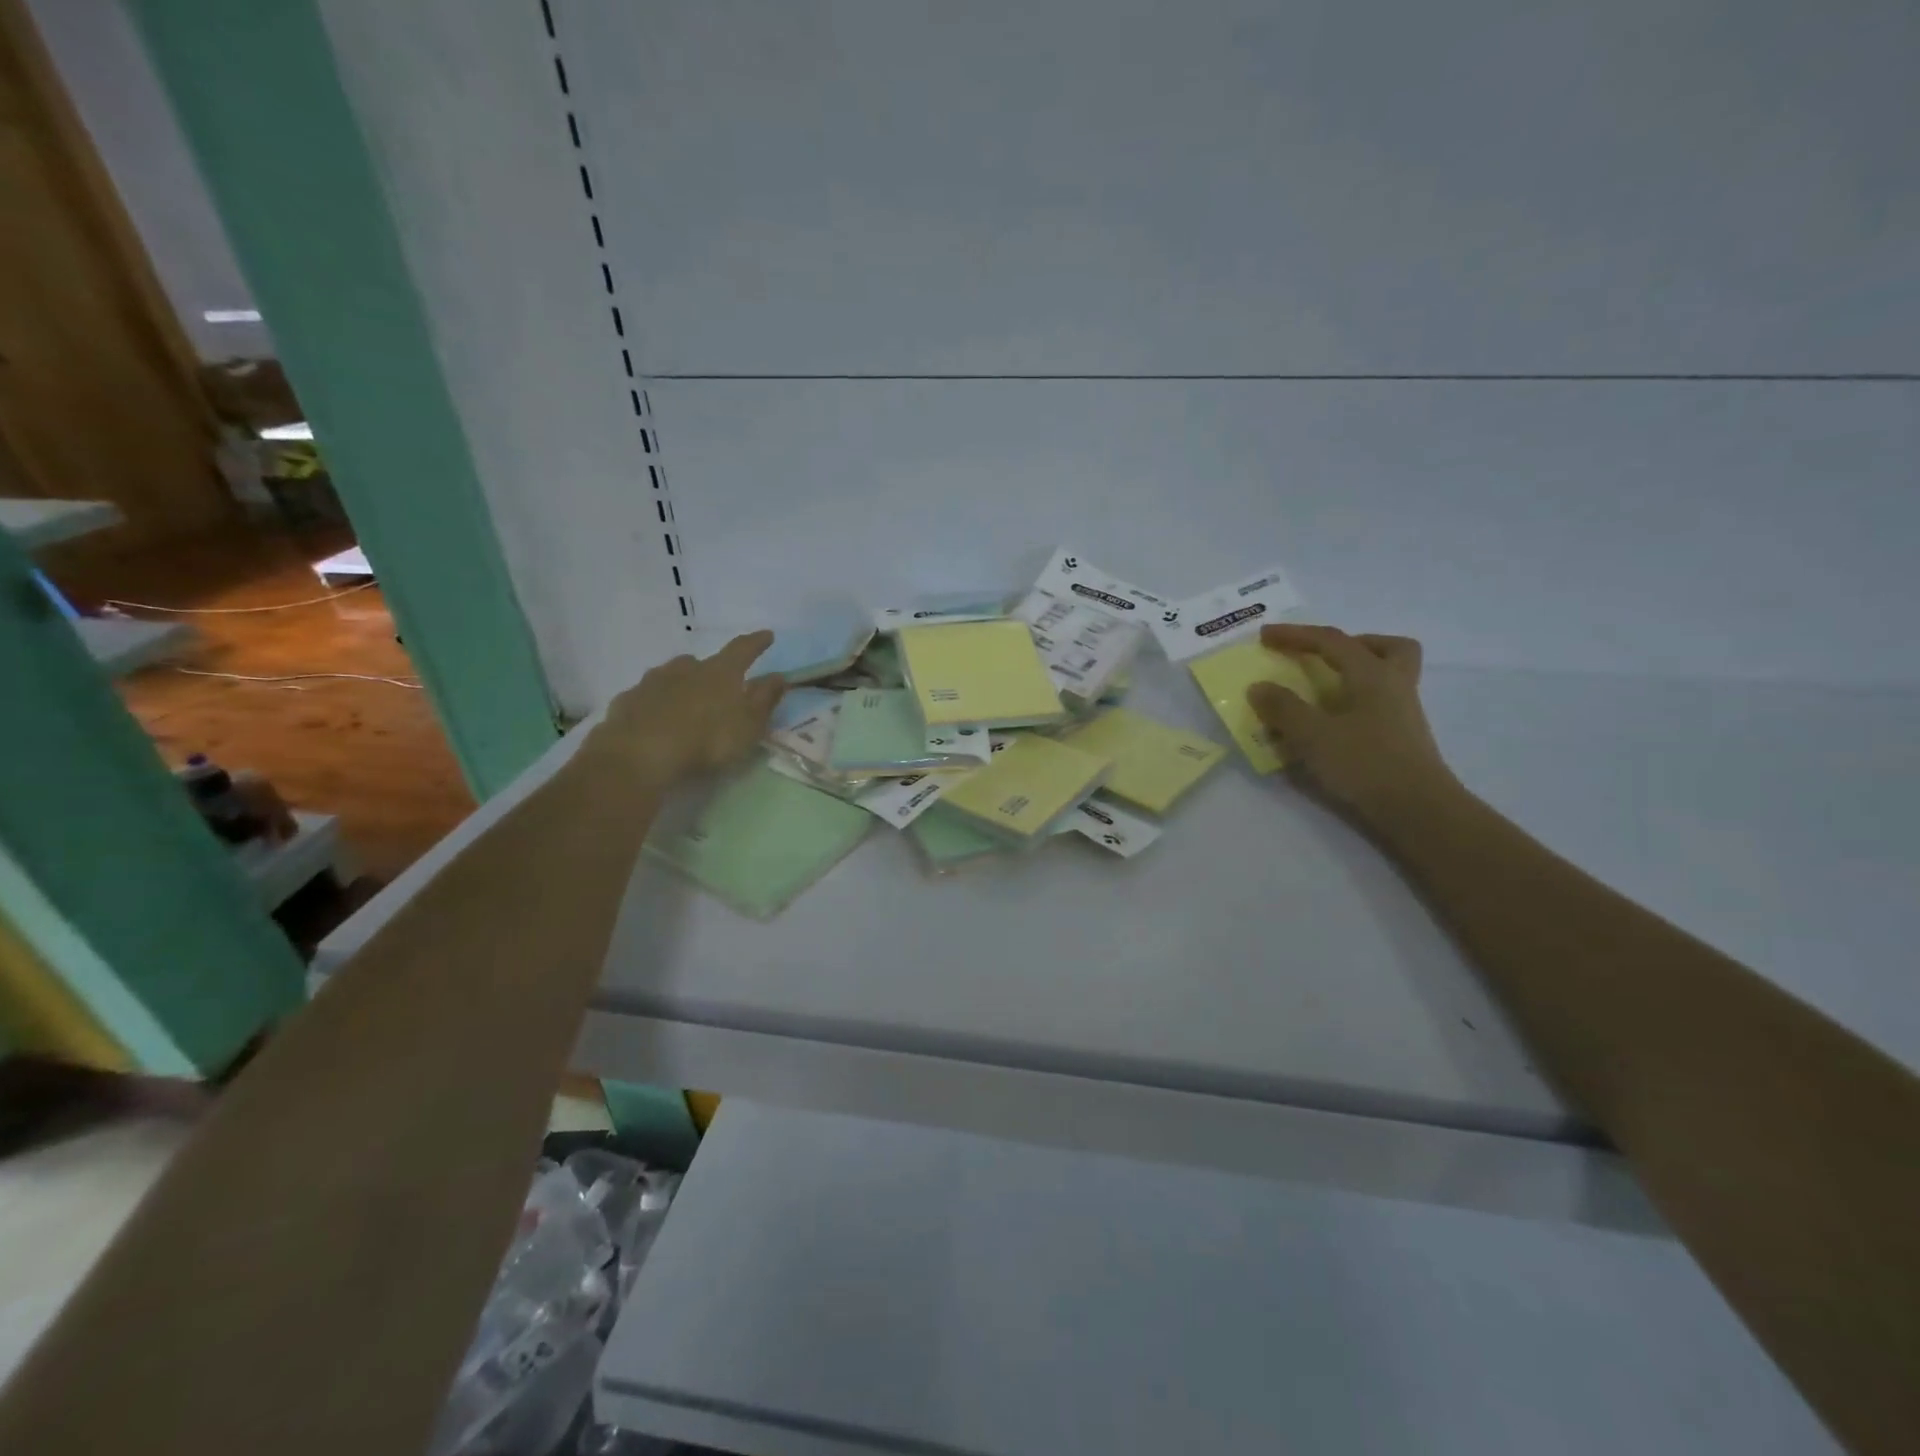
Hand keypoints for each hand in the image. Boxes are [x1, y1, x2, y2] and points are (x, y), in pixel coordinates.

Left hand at [590, 631, 784, 786]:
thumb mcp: (749, 725)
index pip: (743, 649)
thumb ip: (765, 699)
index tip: (767, 636)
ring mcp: (653, 682)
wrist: (640, 754)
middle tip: (718, 685)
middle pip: (702, 662)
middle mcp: (686, 668)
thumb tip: (779, 676)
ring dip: (682, 683)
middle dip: (712, 669)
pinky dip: (655, 702)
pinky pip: (647, 696)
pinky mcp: (627, 700)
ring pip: (672, 675)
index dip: (756, 642)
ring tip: (686, 702)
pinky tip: (655, 718)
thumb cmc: (707, 739)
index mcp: (720, 672)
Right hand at [1247, 624, 1462, 829]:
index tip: (1265, 636)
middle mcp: (1394, 685)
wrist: (1417, 810)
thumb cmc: (1364, 764)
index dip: (1295, 635)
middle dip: (1353, 644)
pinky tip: (1332, 724)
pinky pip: (1380, 703)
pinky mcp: (1403, 738)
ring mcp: (1403, 713)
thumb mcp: (1312, 735)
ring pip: (1389, 674)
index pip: (1331, 641)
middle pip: (1386, 647)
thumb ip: (1283, 708)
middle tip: (1323, 656)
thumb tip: (1258, 686)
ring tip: (1323, 690)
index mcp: (1373, 674)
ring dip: (1357, 672)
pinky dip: (1355, 702)